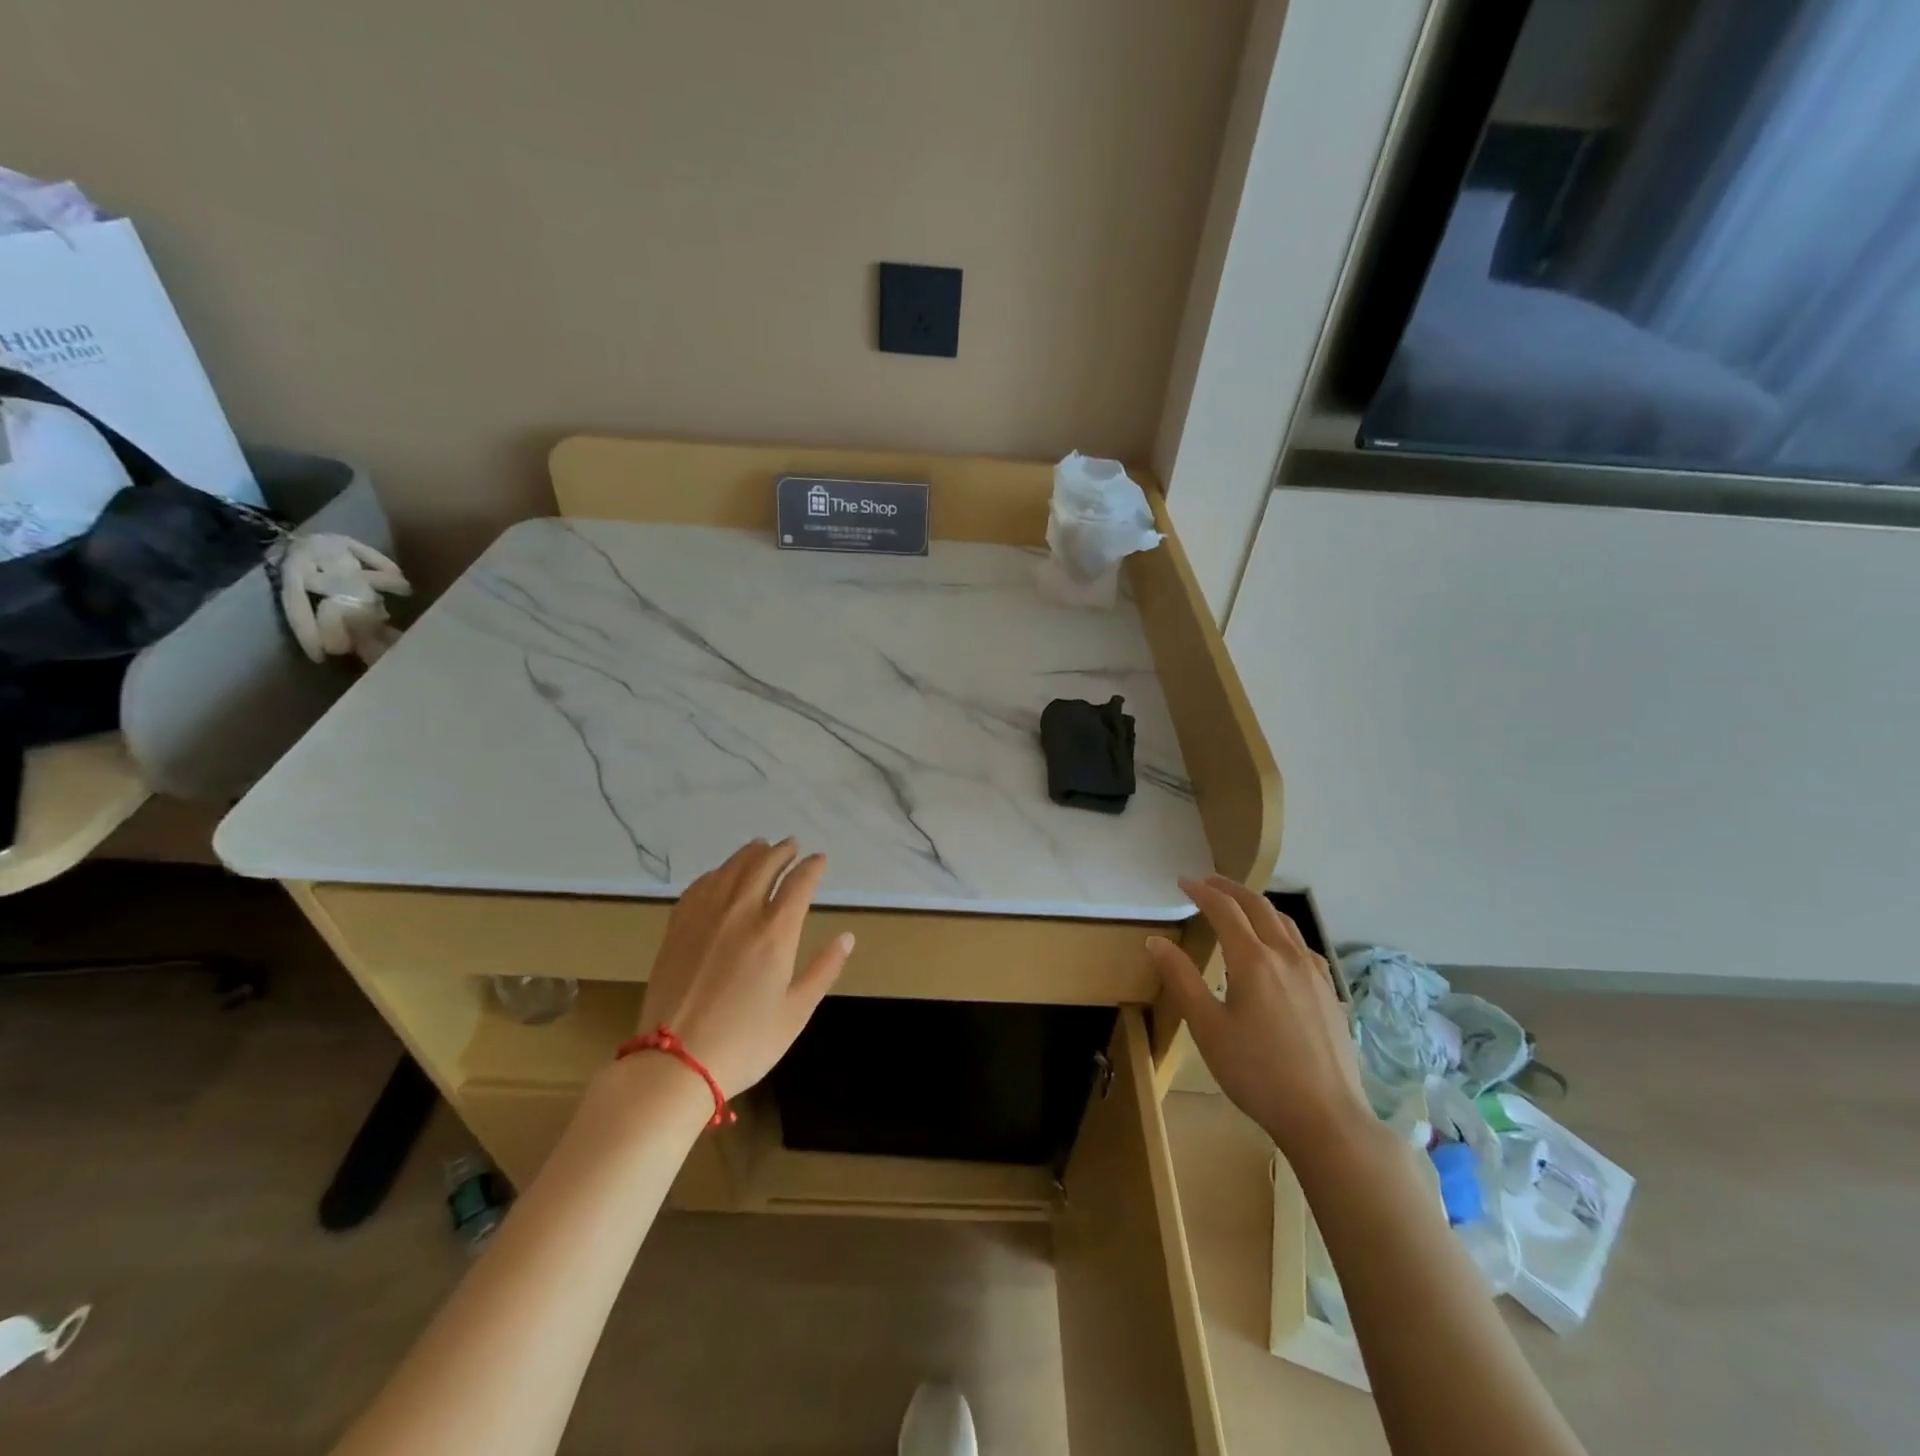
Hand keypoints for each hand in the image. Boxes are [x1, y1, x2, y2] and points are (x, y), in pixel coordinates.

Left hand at [637, 839, 853, 1097]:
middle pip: (763, 866)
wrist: (674, 1063)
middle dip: (782, 852)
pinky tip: (720, 874)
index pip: (799, 883)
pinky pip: (700, 886)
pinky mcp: (678, 928)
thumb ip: (824, 970)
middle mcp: (741, 913)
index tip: (820, 859)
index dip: (812, 867)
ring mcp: (705, 917)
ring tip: (760, 847)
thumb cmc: (744, 1043)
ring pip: (730, 870)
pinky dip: (717, 873)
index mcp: (775, 933)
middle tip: (792, 845)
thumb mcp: (796, 1013)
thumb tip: (847, 938)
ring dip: (749, 854)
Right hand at [1148, 876, 1372, 1165]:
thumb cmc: (1256, 1073)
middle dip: (1230, 889)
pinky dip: (1280, 929)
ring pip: (1284, 922)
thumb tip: (1156, 941)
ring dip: (1257, 905)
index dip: (1202, 891)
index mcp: (1253, 960)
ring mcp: (1314, 972)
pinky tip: (1277, 947)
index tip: (1182, 882)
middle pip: (1258, 906)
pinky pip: (1302, 944)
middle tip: (1207, 882)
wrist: (1326, 1116)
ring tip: (1238, 906)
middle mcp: (1286, 956)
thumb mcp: (1207, 1028)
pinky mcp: (1329, 992)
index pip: (1224, 910)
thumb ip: (1182, 979)